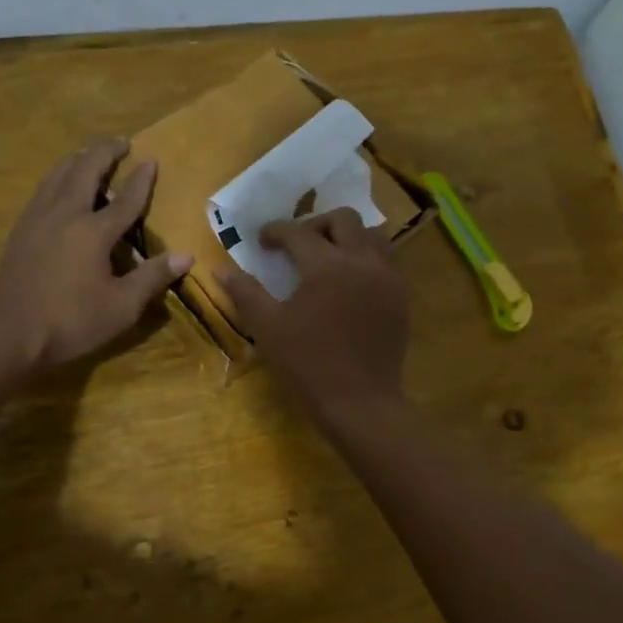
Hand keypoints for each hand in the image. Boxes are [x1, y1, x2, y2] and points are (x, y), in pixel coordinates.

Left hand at [0, 138, 191, 383]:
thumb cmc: (72, 323)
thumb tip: (186, 255)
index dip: (141, 180)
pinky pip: (42, 190)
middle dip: (104, 152)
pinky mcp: (20, 230)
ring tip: (90, 154)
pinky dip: (57, 177)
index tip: (151, 160)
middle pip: (85, 171)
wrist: (11, 335)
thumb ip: (152, 277)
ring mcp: (37, 219)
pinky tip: (59, 185)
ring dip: (78, 160)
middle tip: (120, 141)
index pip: (124, 200)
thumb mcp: (121, 307)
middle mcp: (64, 214)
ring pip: (58, 175)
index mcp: (93, 232)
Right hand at [217, 207, 410, 423]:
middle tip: (297, 245)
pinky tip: (352, 281)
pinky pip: (388, 261)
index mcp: (326, 266)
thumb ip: (245, 293)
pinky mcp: (401, 297)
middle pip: (343, 220)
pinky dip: (368, 258)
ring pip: (372, 235)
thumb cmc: (308, 365)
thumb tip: (221, 269)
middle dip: (316, 224)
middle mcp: (362, 261)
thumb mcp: (268, 329)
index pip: (298, 232)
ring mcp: (388, 278)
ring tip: (329, 257)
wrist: (360, 403)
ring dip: (348, 237)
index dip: (276, 231)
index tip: (263, 241)